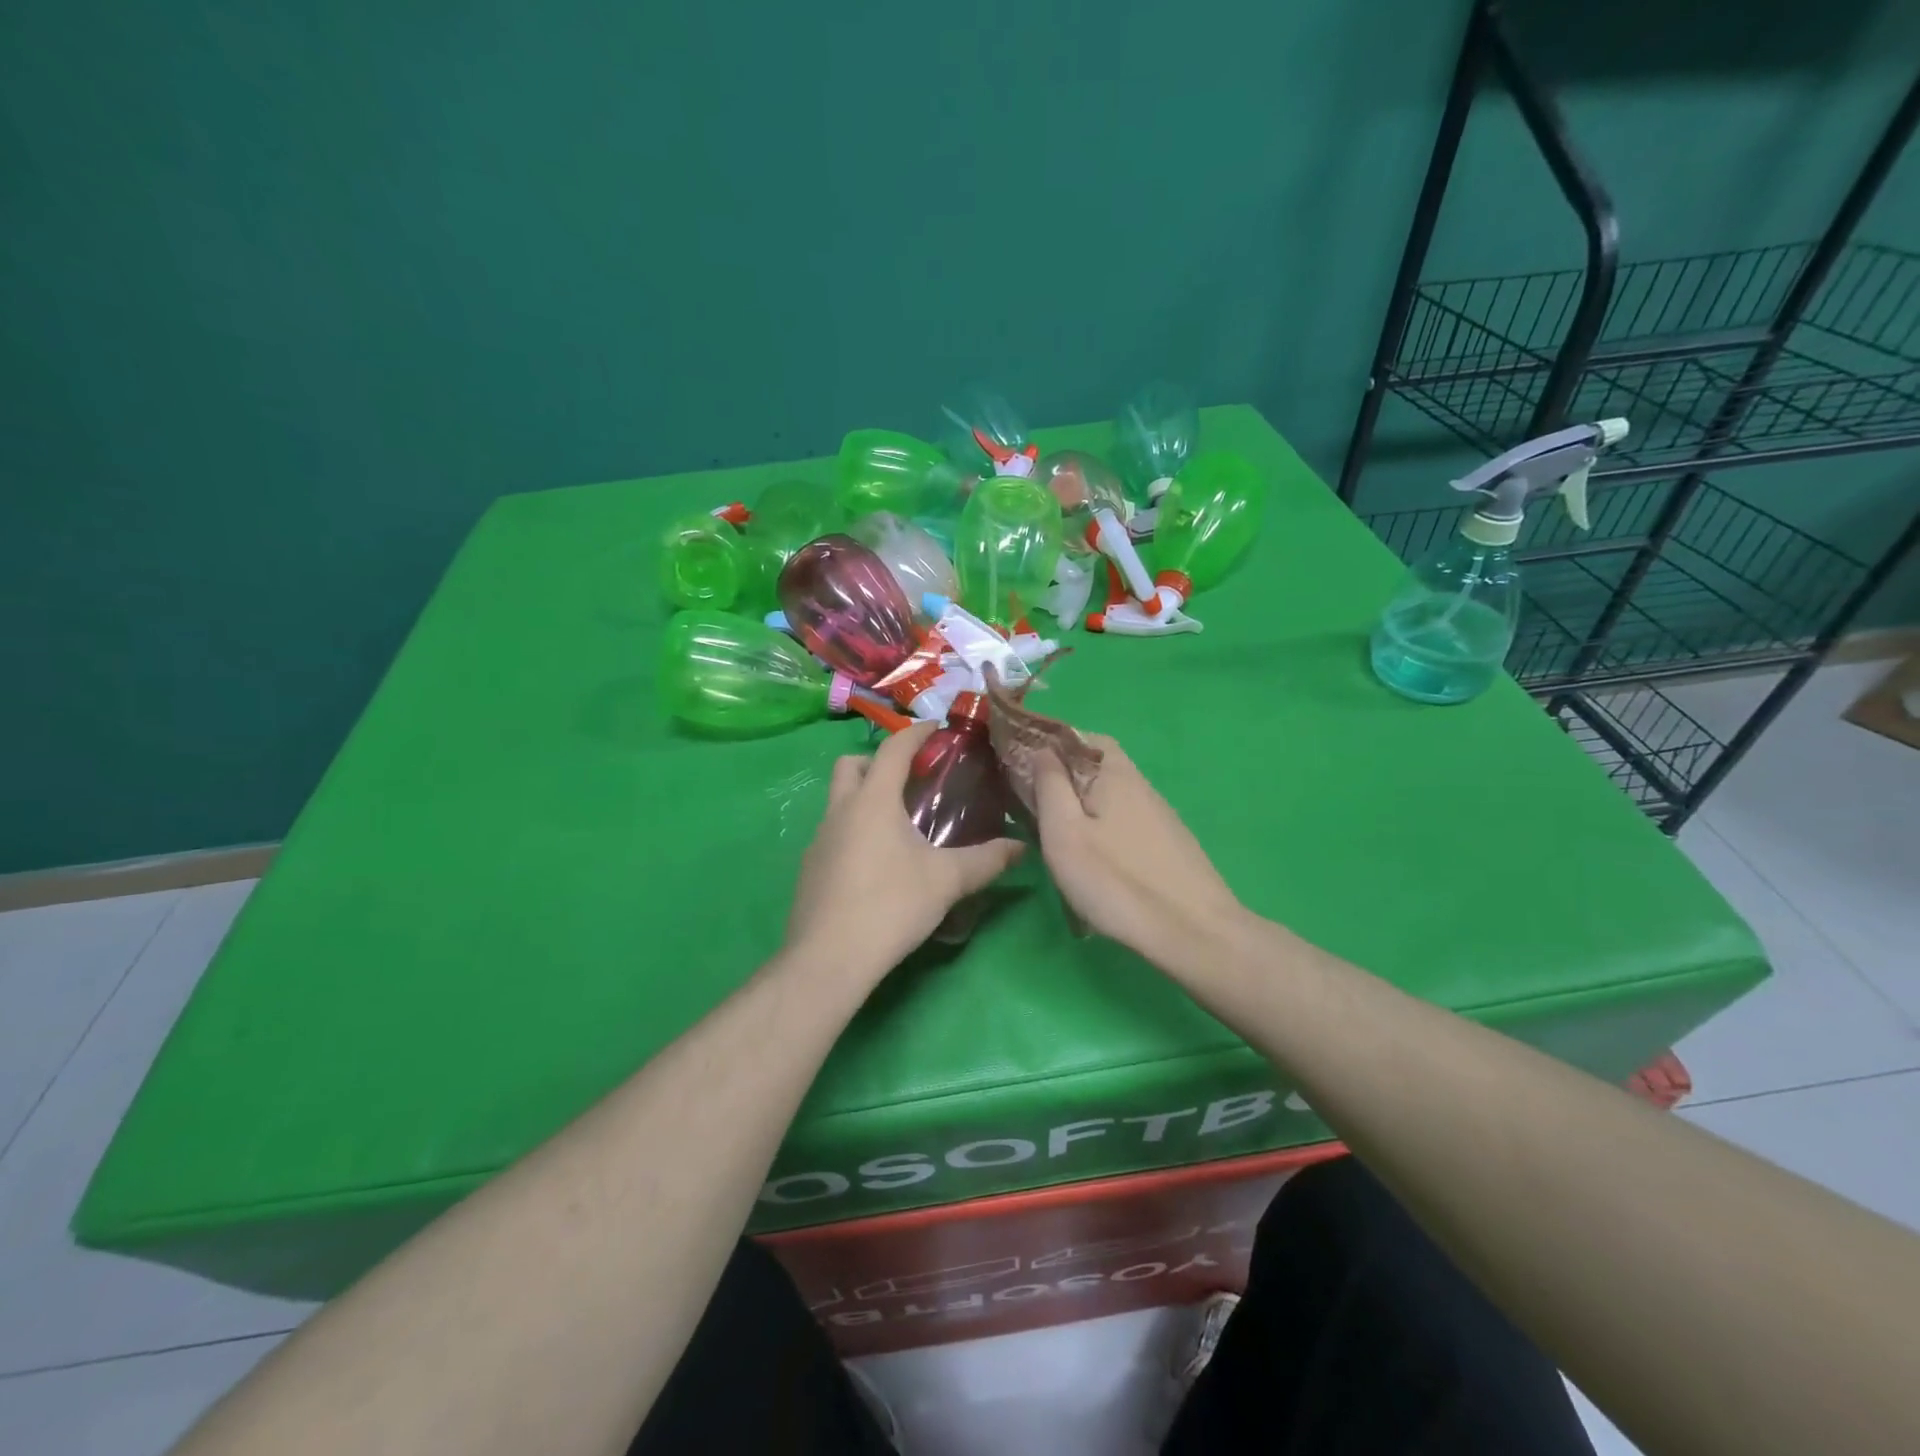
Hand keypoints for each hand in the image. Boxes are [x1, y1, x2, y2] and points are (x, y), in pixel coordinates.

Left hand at [786, 722, 1024, 978]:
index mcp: (873, 800)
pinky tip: (877, 862)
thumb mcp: (947, 881)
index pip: (893, 749)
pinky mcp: (810, 867)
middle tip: (910, 780)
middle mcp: (840, 810)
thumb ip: (987, 860)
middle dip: (879, 761)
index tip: (937, 730)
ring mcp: (819, 839)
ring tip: (899, 824)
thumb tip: (1022, 847)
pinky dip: (854, 829)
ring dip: (865, 797)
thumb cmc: (891, 905)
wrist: (828, 958)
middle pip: (852, 765)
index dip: (916, 733)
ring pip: (838, 799)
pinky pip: (833, 831)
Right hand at [1030, 735, 1246, 969]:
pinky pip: (1126, 820)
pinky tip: (1095, 857)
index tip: (1026, 761)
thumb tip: (1042, 749)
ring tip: (1059, 833)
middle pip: (1099, 766)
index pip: (1085, 737)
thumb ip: (1049, 785)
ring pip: (1113, 796)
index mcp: (1116, 774)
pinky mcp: (1169, 845)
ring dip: (1084, 804)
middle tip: (1035, 803)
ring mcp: (1160, 817)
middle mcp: (1142, 786)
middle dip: (1066, 776)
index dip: (1054, 742)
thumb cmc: (1116, 880)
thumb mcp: (1065, 832)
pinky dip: (1104, 826)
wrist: (1193, 933)